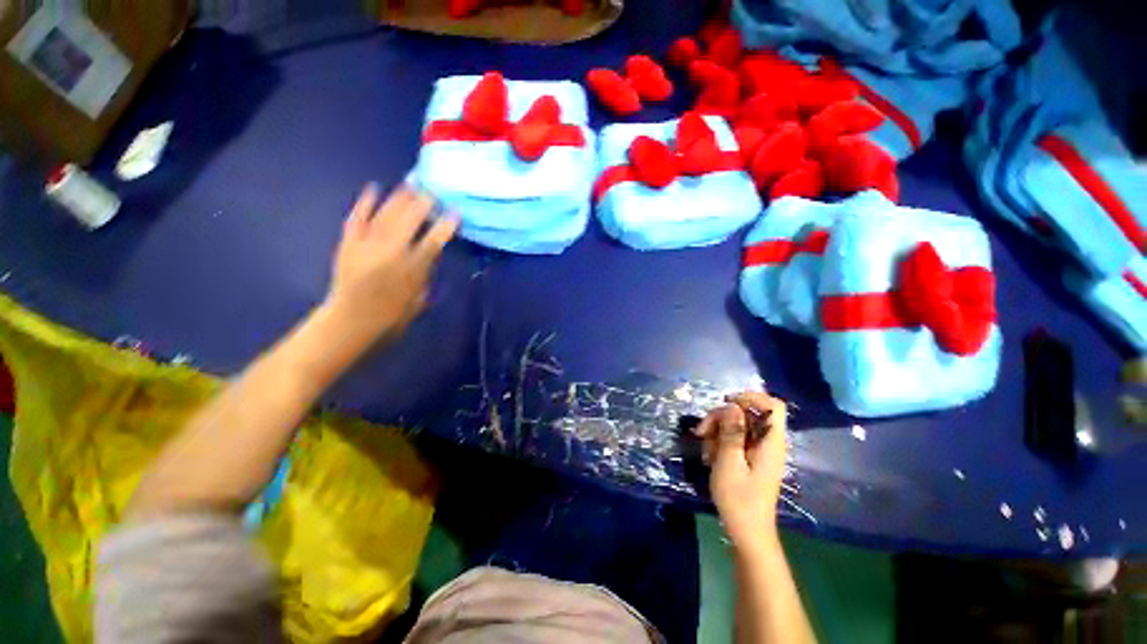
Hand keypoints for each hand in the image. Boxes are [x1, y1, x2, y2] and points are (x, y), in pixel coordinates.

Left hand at [323, 183, 456, 343]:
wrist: (351, 321)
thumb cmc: (391, 316)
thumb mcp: (418, 298)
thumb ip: (425, 274)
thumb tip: (429, 255)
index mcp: (411, 269)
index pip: (433, 241)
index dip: (445, 226)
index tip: (455, 212)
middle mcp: (390, 252)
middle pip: (409, 221)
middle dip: (423, 204)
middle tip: (432, 192)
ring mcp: (366, 245)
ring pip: (385, 215)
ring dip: (399, 199)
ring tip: (410, 185)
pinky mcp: (348, 243)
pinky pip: (356, 218)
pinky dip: (364, 203)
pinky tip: (373, 189)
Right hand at [694, 391, 788, 548]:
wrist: (747, 532)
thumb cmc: (739, 500)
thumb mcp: (729, 464)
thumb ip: (731, 433)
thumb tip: (733, 406)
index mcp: (770, 442)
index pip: (773, 406)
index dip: (751, 397)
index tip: (726, 403)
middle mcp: (768, 442)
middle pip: (747, 413)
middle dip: (722, 417)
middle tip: (702, 431)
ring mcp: (759, 450)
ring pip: (737, 425)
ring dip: (717, 430)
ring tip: (704, 447)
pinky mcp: (750, 457)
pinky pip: (734, 438)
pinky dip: (720, 442)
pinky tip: (710, 455)